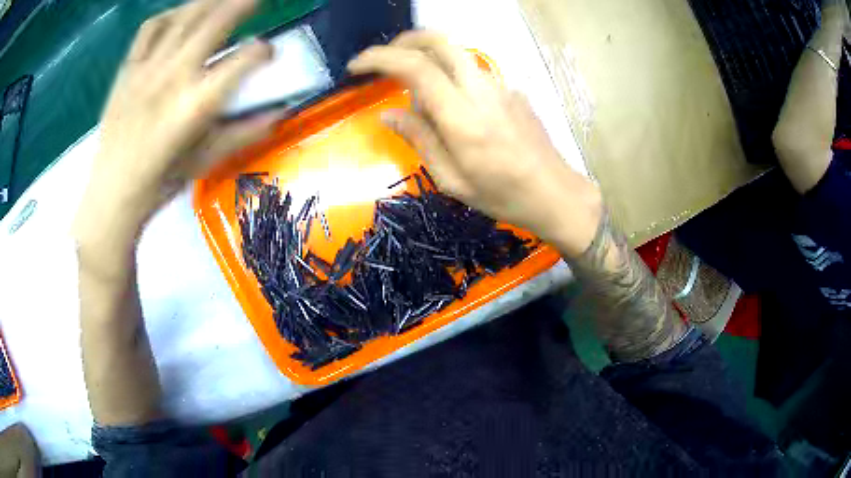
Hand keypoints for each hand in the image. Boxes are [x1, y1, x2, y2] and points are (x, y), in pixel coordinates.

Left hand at [74, 0, 282, 243]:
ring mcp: (147, 68)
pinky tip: (180, 15)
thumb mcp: (204, 162)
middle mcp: (173, 77)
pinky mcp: (128, 69)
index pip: (243, 60)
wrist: (110, 195)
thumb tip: (280, 113)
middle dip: (244, 2)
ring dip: (211, 0)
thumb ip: (243, 133)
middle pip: (215, 22)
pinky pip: (150, 28)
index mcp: (196, 104)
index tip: (269, 53)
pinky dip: (170, 15)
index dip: (263, 51)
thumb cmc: (158, 185)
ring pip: (185, 17)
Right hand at [348, 31, 601, 255]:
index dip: (379, 59)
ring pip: (455, 54)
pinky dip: (450, 78)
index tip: (355, 67)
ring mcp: (500, 86)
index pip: (415, 67)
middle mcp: (481, 90)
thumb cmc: (503, 196)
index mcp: (462, 117)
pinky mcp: (511, 90)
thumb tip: (389, 114)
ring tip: (417, 96)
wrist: (555, 193)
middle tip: (383, 61)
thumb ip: (420, 139)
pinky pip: (472, 73)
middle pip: (439, 41)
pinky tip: (452, 110)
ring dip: (427, 61)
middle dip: (404, 41)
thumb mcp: (452, 180)